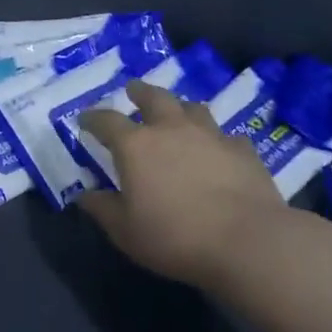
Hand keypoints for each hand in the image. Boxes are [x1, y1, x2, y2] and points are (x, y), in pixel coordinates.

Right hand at [76, 81, 284, 288]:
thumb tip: (84, 195)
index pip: (106, 120)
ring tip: (176, 113)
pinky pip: (225, 135)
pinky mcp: (243, 150)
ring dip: (179, 108)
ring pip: (192, 108)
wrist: (247, 241)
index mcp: (135, 146)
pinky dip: (216, 138)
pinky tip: (217, 149)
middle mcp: (171, 129)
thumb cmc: (174, 236)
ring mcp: (211, 136)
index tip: (85, 120)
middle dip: (140, 92)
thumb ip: (102, 209)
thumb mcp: (125, 230)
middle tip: (133, 90)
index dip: (92, 118)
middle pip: (154, 98)